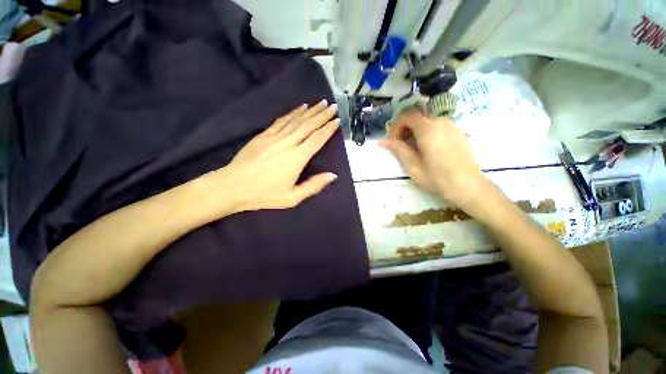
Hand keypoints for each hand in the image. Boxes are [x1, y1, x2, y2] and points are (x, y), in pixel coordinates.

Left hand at [208, 101, 339, 212]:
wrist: (232, 186)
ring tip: (320, 103)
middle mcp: (288, 144)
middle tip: (332, 106)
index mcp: (297, 159)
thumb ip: (313, 186)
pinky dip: (292, 113)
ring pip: (296, 120)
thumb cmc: (264, 194)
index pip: (317, 139)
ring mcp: (274, 137)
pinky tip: (300, 108)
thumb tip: (333, 175)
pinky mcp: (264, 135)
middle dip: (322, 115)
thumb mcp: (292, 198)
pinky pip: (281, 121)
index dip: (328, 129)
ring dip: (310, 111)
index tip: (337, 119)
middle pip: (308, 126)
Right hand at [379, 108, 490, 211]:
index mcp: (428, 129)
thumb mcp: (413, 166)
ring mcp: (451, 125)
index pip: (406, 115)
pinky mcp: (457, 132)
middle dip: (404, 127)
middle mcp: (440, 121)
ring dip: (415, 130)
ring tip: (414, 148)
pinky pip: (437, 125)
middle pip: (416, 115)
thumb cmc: (438, 178)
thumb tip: (382, 142)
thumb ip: (398, 150)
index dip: (395, 126)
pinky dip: (426, 132)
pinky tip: (428, 149)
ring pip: (426, 120)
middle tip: (401, 145)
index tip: (393, 142)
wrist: (469, 186)